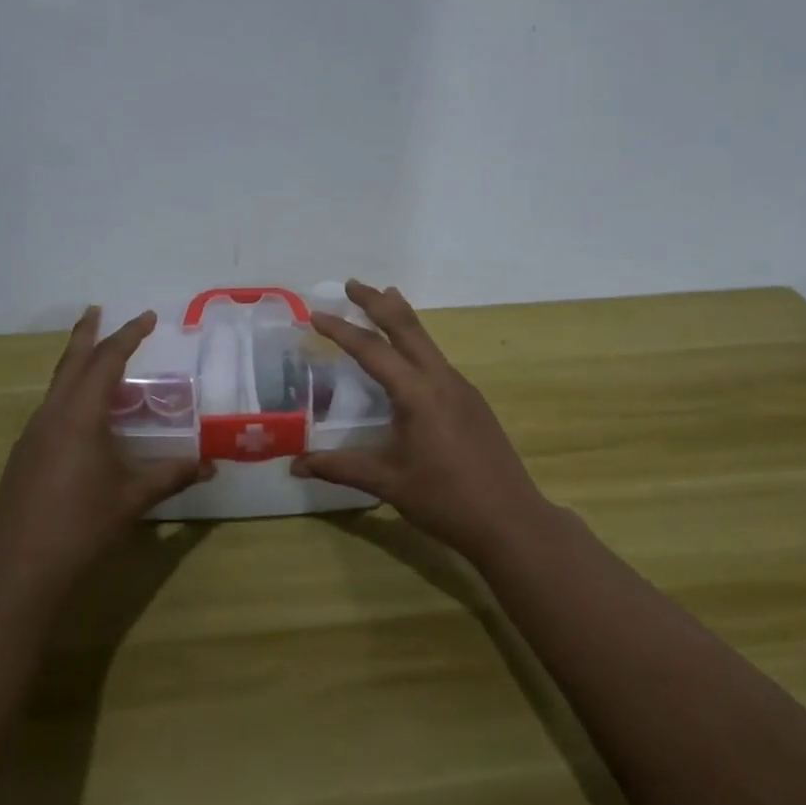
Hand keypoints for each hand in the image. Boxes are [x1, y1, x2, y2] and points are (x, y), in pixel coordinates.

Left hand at [0, 308, 211, 605]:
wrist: (18, 572)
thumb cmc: (81, 528)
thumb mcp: (132, 499)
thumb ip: (171, 476)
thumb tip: (209, 466)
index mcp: (79, 416)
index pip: (107, 361)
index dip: (129, 336)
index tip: (147, 317)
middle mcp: (52, 415)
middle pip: (70, 362)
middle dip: (87, 334)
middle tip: (98, 311)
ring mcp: (32, 435)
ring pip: (56, 386)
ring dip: (76, 365)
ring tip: (98, 361)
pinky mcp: (23, 456)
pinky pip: (50, 409)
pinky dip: (69, 395)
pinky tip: (82, 417)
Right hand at [292, 280, 552, 561]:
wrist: (511, 520)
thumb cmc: (444, 499)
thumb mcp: (387, 482)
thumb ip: (340, 467)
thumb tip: (295, 465)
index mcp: (416, 393)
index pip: (371, 350)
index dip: (341, 329)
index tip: (315, 313)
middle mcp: (440, 378)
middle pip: (406, 326)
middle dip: (376, 302)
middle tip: (351, 284)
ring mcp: (461, 387)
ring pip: (425, 339)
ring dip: (400, 317)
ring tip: (383, 298)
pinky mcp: (472, 400)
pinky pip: (436, 358)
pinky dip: (415, 343)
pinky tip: (409, 358)